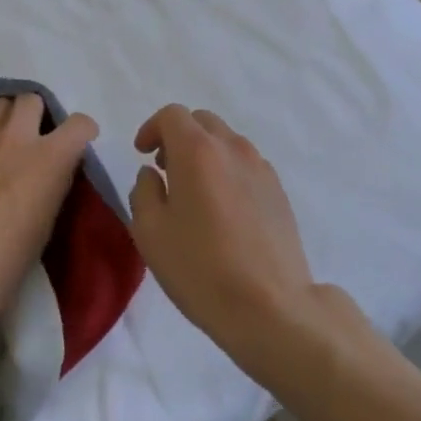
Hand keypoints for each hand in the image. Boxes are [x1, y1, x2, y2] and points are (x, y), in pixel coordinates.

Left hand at [0, 94, 98, 323]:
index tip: (80, 142)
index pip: (80, 124)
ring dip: (3, 116)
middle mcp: (19, 136)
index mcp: (52, 156)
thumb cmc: (11, 256)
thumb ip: (54, 182)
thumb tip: (53, 171)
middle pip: (31, 99)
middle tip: (32, 134)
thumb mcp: (49, 218)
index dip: (83, 131)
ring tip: (0, 134)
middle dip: (34, 113)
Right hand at [130, 105, 320, 376]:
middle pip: (202, 121)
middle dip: (178, 137)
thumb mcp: (150, 233)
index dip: (152, 128)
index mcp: (197, 150)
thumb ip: (143, 192)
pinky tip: (223, 210)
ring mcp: (260, 167)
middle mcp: (232, 148)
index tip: (142, 154)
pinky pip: (246, 164)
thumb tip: (152, 175)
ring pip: (227, 141)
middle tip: (165, 170)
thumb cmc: (200, 268)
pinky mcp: (278, 190)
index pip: (172, 115)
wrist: (270, 306)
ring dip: (205, 152)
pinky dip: (227, 170)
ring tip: (194, 192)